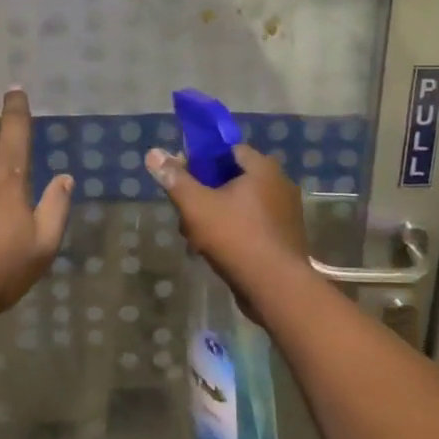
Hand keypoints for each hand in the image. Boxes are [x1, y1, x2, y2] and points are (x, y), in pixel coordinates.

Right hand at [145, 144, 311, 304]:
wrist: (276, 288)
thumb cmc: (236, 237)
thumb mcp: (196, 205)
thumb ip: (175, 178)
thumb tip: (153, 153)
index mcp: (263, 168)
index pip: (227, 150)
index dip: (201, 160)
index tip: (182, 177)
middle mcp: (279, 183)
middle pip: (232, 179)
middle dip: (205, 195)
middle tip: (185, 214)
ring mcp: (285, 212)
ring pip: (240, 205)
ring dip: (215, 217)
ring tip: (195, 239)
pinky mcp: (284, 237)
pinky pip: (252, 225)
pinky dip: (233, 232)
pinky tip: (214, 252)